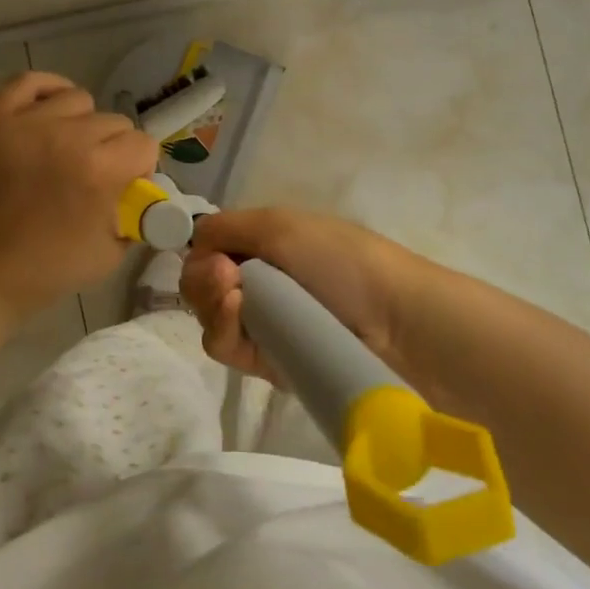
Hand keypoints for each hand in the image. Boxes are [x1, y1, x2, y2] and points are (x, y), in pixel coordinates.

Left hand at [0, 72, 158, 318]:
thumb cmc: (48, 270)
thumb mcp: (111, 253)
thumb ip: (134, 215)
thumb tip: (141, 190)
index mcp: (99, 170)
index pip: (143, 144)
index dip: (140, 167)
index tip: (125, 186)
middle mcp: (66, 137)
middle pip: (113, 121)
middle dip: (113, 148)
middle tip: (92, 174)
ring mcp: (24, 124)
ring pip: (77, 99)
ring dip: (81, 123)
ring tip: (66, 147)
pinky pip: (28, 82)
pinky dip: (46, 89)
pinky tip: (50, 109)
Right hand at [180, 208, 436, 388]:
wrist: (395, 321)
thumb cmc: (341, 260)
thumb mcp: (281, 225)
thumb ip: (227, 227)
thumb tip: (194, 240)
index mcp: (265, 245)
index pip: (210, 250)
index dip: (203, 252)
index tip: (214, 254)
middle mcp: (260, 283)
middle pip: (202, 284)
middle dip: (202, 278)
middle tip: (224, 275)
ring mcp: (263, 324)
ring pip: (209, 317)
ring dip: (211, 302)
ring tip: (234, 296)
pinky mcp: (267, 363)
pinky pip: (226, 347)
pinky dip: (223, 328)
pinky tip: (237, 313)